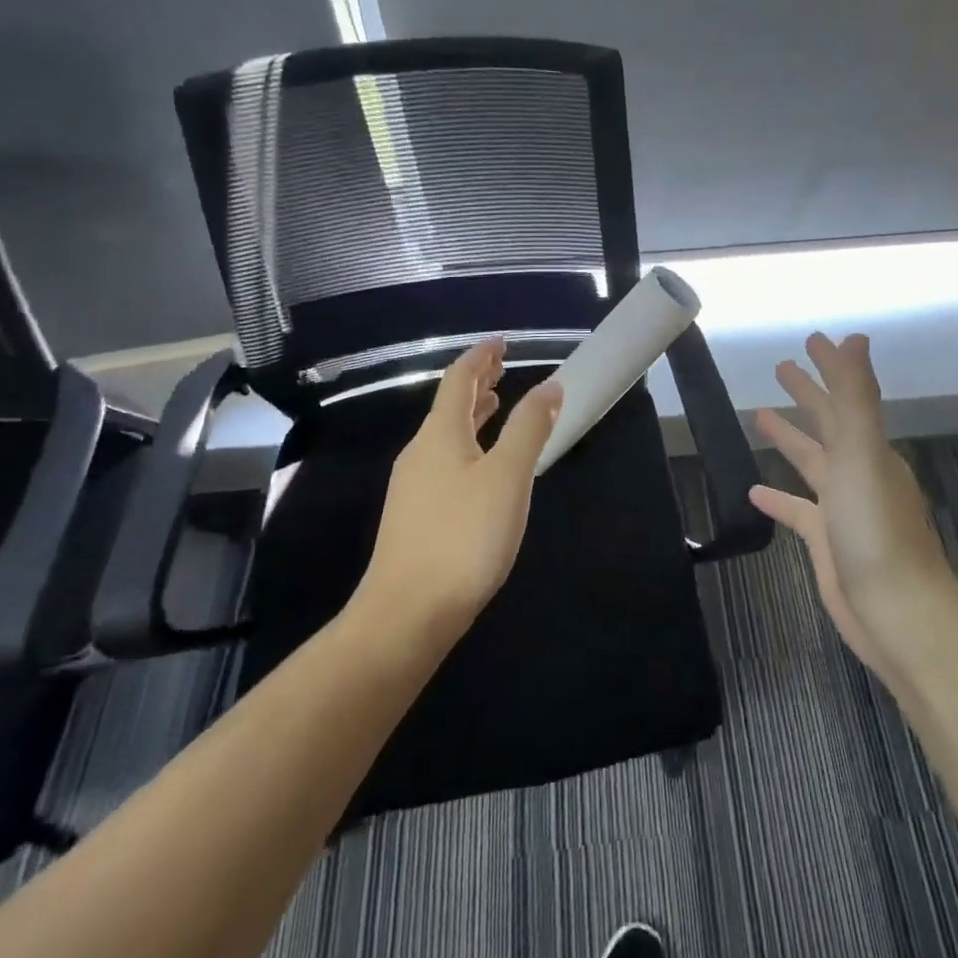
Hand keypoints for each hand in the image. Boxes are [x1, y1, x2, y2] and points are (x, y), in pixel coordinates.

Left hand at [360, 338, 563, 633]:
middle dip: (477, 383)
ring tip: (496, 406)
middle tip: (502, 368)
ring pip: (446, 436)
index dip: (481, 356)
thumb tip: (550, 385)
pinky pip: (444, 462)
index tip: (502, 342)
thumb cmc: (464, 537)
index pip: (459, 379)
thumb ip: (529, 427)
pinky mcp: (414, 517)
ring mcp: (412, 487)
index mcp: (440, 434)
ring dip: (472, 415)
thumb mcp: (508, 476)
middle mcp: (420, 452)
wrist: (407, 615)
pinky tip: (481, 468)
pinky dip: (468, 445)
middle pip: (449, 405)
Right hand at [750, 332, 957, 679]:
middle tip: (780, 366)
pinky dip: (778, 497)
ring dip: (789, 437)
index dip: (830, 365)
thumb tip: (856, 339)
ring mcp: (842, 507)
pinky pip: (798, 510)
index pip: (846, 394)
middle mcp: (858, 471)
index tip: (812, 338)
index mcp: (870, 448)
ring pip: (811, 461)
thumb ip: (855, 397)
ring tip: (759, 414)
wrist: (896, 612)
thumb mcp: (863, 452)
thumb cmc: (876, 527)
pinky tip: (753, 490)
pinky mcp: (826, 541)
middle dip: (808, 393)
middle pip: (828, 423)